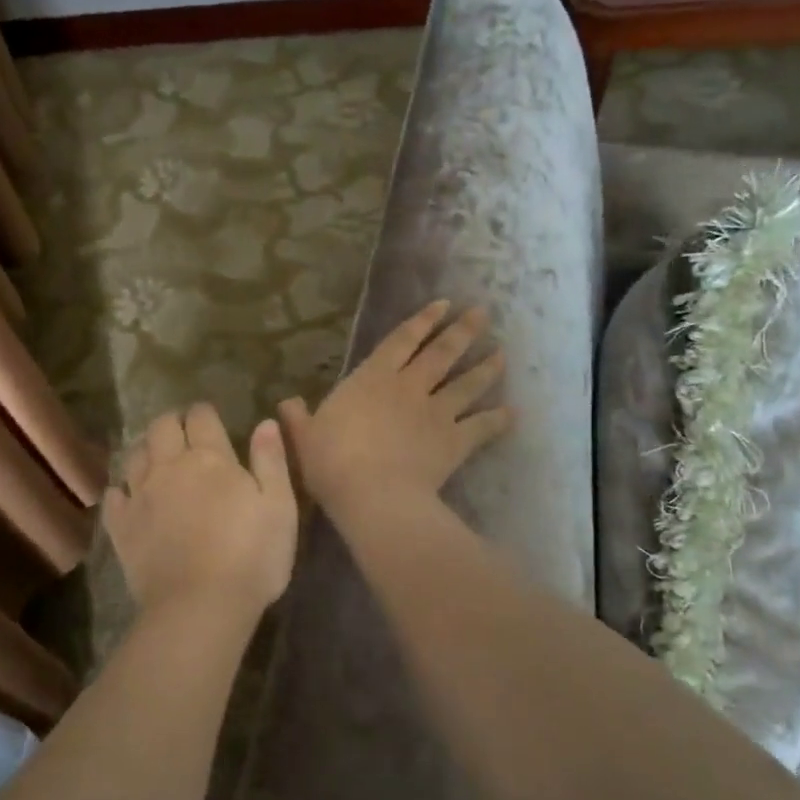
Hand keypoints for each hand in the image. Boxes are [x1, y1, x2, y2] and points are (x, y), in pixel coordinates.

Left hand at [103, 403, 298, 624]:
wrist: (200, 606)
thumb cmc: (251, 556)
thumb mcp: (280, 507)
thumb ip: (271, 460)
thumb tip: (265, 423)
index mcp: (210, 458)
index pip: (201, 417)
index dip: (204, 412)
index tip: (209, 417)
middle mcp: (169, 467)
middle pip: (161, 427)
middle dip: (171, 422)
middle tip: (181, 431)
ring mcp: (140, 495)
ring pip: (135, 455)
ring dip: (146, 449)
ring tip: (155, 458)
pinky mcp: (122, 526)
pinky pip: (113, 496)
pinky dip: (121, 490)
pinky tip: (128, 496)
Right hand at [279, 301, 510, 519]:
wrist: (373, 495)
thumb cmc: (332, 461)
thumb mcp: (304, 437)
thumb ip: (297, 418)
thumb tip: (286, 403)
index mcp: (372, 378)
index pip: (401, 340)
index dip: (422, 321)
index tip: (443, 305)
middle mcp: (409, 387)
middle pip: (442, 353)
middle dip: (463, 332)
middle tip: (483, 314)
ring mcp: (436, 413)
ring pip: (467, 384)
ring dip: (486, 368)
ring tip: (503, 354)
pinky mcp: (455, 442)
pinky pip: (482, 427)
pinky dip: (498, 419)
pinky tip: (512, 413)